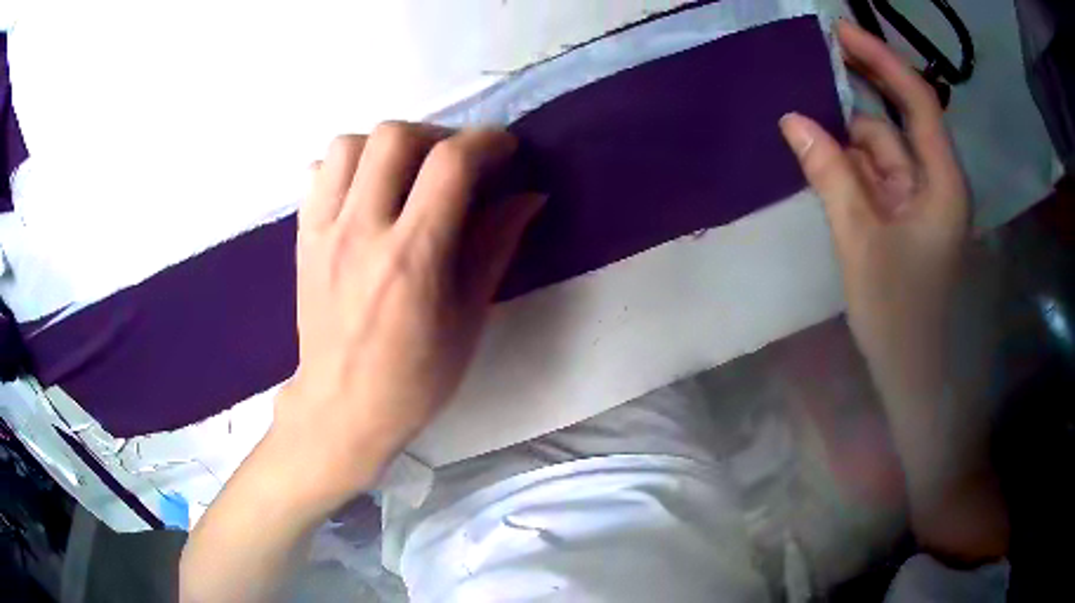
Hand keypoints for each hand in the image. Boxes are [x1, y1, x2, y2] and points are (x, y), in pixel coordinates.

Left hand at [272, 123, 543, 511]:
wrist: (342, 406)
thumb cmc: (415, 376)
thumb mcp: (468, 317)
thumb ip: (496, 245)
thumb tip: (529, 195)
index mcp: (411, 258)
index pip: (450, 163)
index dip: (486, 141)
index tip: (503, 149)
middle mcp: (361, 231)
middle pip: (394, 136)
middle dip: (436, 135)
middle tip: (454, 163)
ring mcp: (323, 231)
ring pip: (349, 144)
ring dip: (387, 146)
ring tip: (405, 173)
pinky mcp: (302, 237)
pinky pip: (317, 172)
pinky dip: (347, 166)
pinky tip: (365, 191)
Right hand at [779, 20, 968, 395]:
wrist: (913, 376)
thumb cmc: (899, 316)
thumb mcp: (861, 241)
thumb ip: (831, 174)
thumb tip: (792, 119)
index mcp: (942, 181)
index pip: (917, 100)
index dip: (881, 59)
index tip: (839, 30)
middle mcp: (935, 181)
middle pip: (898, 119)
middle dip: (861, 88)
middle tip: (814, 58)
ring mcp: (919, 201)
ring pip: (882, 150)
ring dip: (845, 135)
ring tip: (802, 118)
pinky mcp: (905, 218)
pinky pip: (876, 176)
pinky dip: (849, 164)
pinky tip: (819, 158)